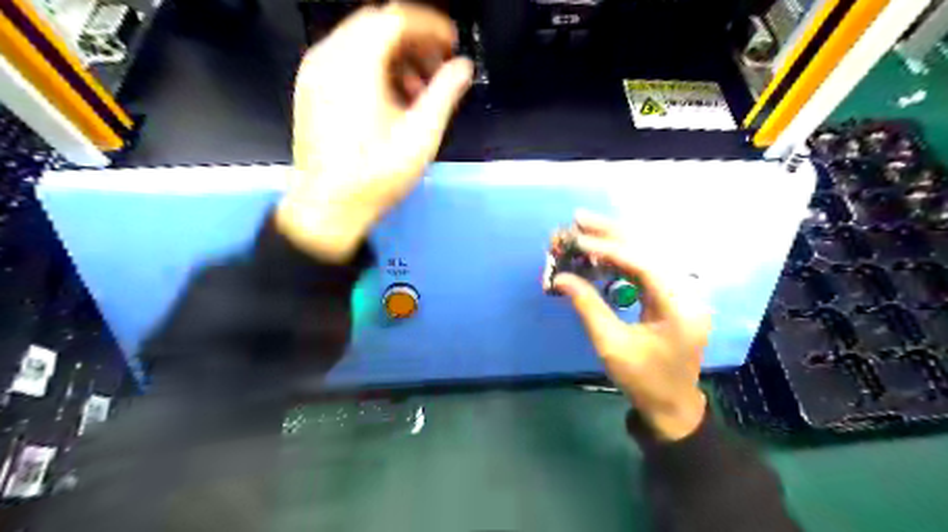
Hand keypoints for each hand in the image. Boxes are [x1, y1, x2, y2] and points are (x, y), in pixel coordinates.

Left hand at [278, 3, 473, 260]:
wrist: (327, 207)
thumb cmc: (374, 176)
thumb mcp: (420, 136)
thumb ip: (445, 94)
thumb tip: (462, 69)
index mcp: (354, 64)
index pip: (395, 18)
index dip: (430, 27)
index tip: (450, 43)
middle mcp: (328, 59)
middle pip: (377, 25)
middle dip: (414, 42)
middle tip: (437, 67)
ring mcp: (315, 75)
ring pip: (361, 43)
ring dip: (395, 57)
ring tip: (418, 92)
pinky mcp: (311, 92)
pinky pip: (346, 62)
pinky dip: (374, 69)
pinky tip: (392, 100)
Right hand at [558, 210, 710, 440]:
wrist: (670, 404)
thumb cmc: (642, 379)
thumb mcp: (611, 345)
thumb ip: (587, 307)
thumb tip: (561, 278)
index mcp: (678, 306)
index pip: (645, 265)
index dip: (611, 250)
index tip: (580, 242)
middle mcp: (685, 291)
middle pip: (648, 249)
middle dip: (611, 233)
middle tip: (578, 219)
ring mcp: (679, 291)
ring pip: (646, 253)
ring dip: (614, 240)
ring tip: (584, 228)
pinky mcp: (669, 295)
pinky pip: (643, 267)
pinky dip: (618, 257)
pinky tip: (597, 251)